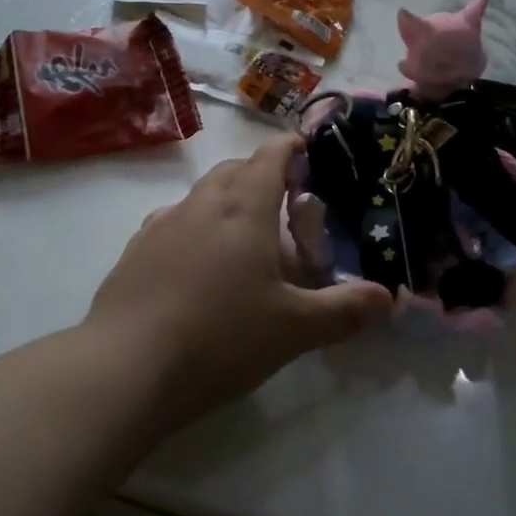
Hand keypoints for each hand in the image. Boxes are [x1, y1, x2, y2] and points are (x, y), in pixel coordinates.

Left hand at [86, 134, 390, 418]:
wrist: (126, 368)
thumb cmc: (221, 337)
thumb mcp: (295, 329)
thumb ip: (345, 310)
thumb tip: (389, 297)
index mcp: (244, 209)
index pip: (270, 157)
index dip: (290, 148)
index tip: (306, 150)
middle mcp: (201, 205)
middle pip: (234, 169)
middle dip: (261, 173)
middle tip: (285, 201)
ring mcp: (161, 225)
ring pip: (201, 194)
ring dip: (225, 198)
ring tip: (243, 232)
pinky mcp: (134, 252)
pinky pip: (172, 221)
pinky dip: (193, 225)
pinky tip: (196, 260)